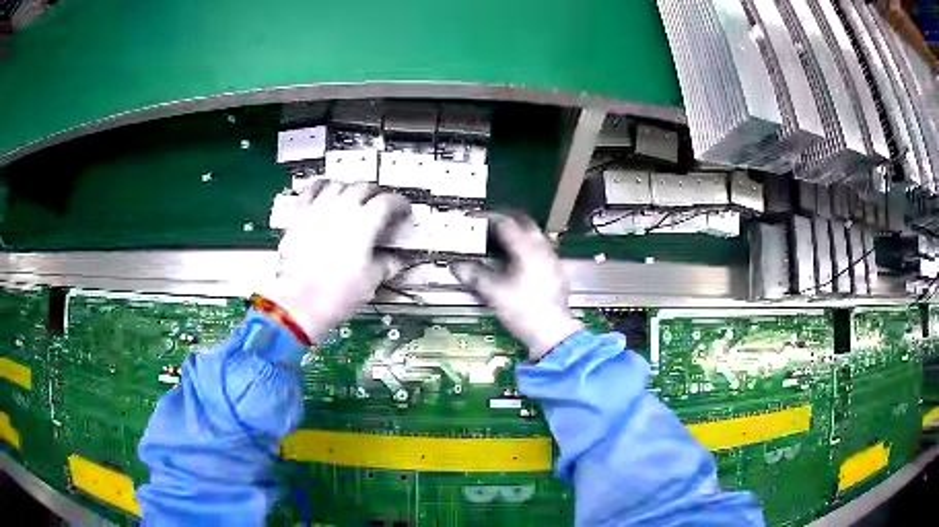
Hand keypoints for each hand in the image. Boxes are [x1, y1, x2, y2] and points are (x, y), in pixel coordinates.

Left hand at [259, 181, 410, 341]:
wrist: (299, 301)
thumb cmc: (334, 293)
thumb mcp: (370, 281)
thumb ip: (386, 265)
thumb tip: (393, 262)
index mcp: (365, 222)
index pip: (389, 201)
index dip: (399, 204)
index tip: (401, 209)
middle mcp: (342, 209)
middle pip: (363, 187)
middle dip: (374, 193)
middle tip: (378, 202)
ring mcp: (318, 209)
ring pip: (337, 184)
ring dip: (348, 188)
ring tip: (351, 195)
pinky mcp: (298, 216)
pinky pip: (310, 191)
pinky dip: (319, 188)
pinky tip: (321, 192)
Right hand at [451, 214, 583, 359]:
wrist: (552, 332)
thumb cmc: (523, 310)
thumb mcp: (494, 293)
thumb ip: (474, 276)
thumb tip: (456, 266)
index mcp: (527, 249)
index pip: (506, 223)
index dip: (488, 218)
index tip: (475, 218)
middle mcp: (542, 249)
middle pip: (525, 223)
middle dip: (507, 219)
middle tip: (491, 223)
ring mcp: (552, 260)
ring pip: (535, 236)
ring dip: (519, 234)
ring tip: (503, 241)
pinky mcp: (557, 273)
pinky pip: (541, 251)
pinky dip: (528, 249)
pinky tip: (519, 261)